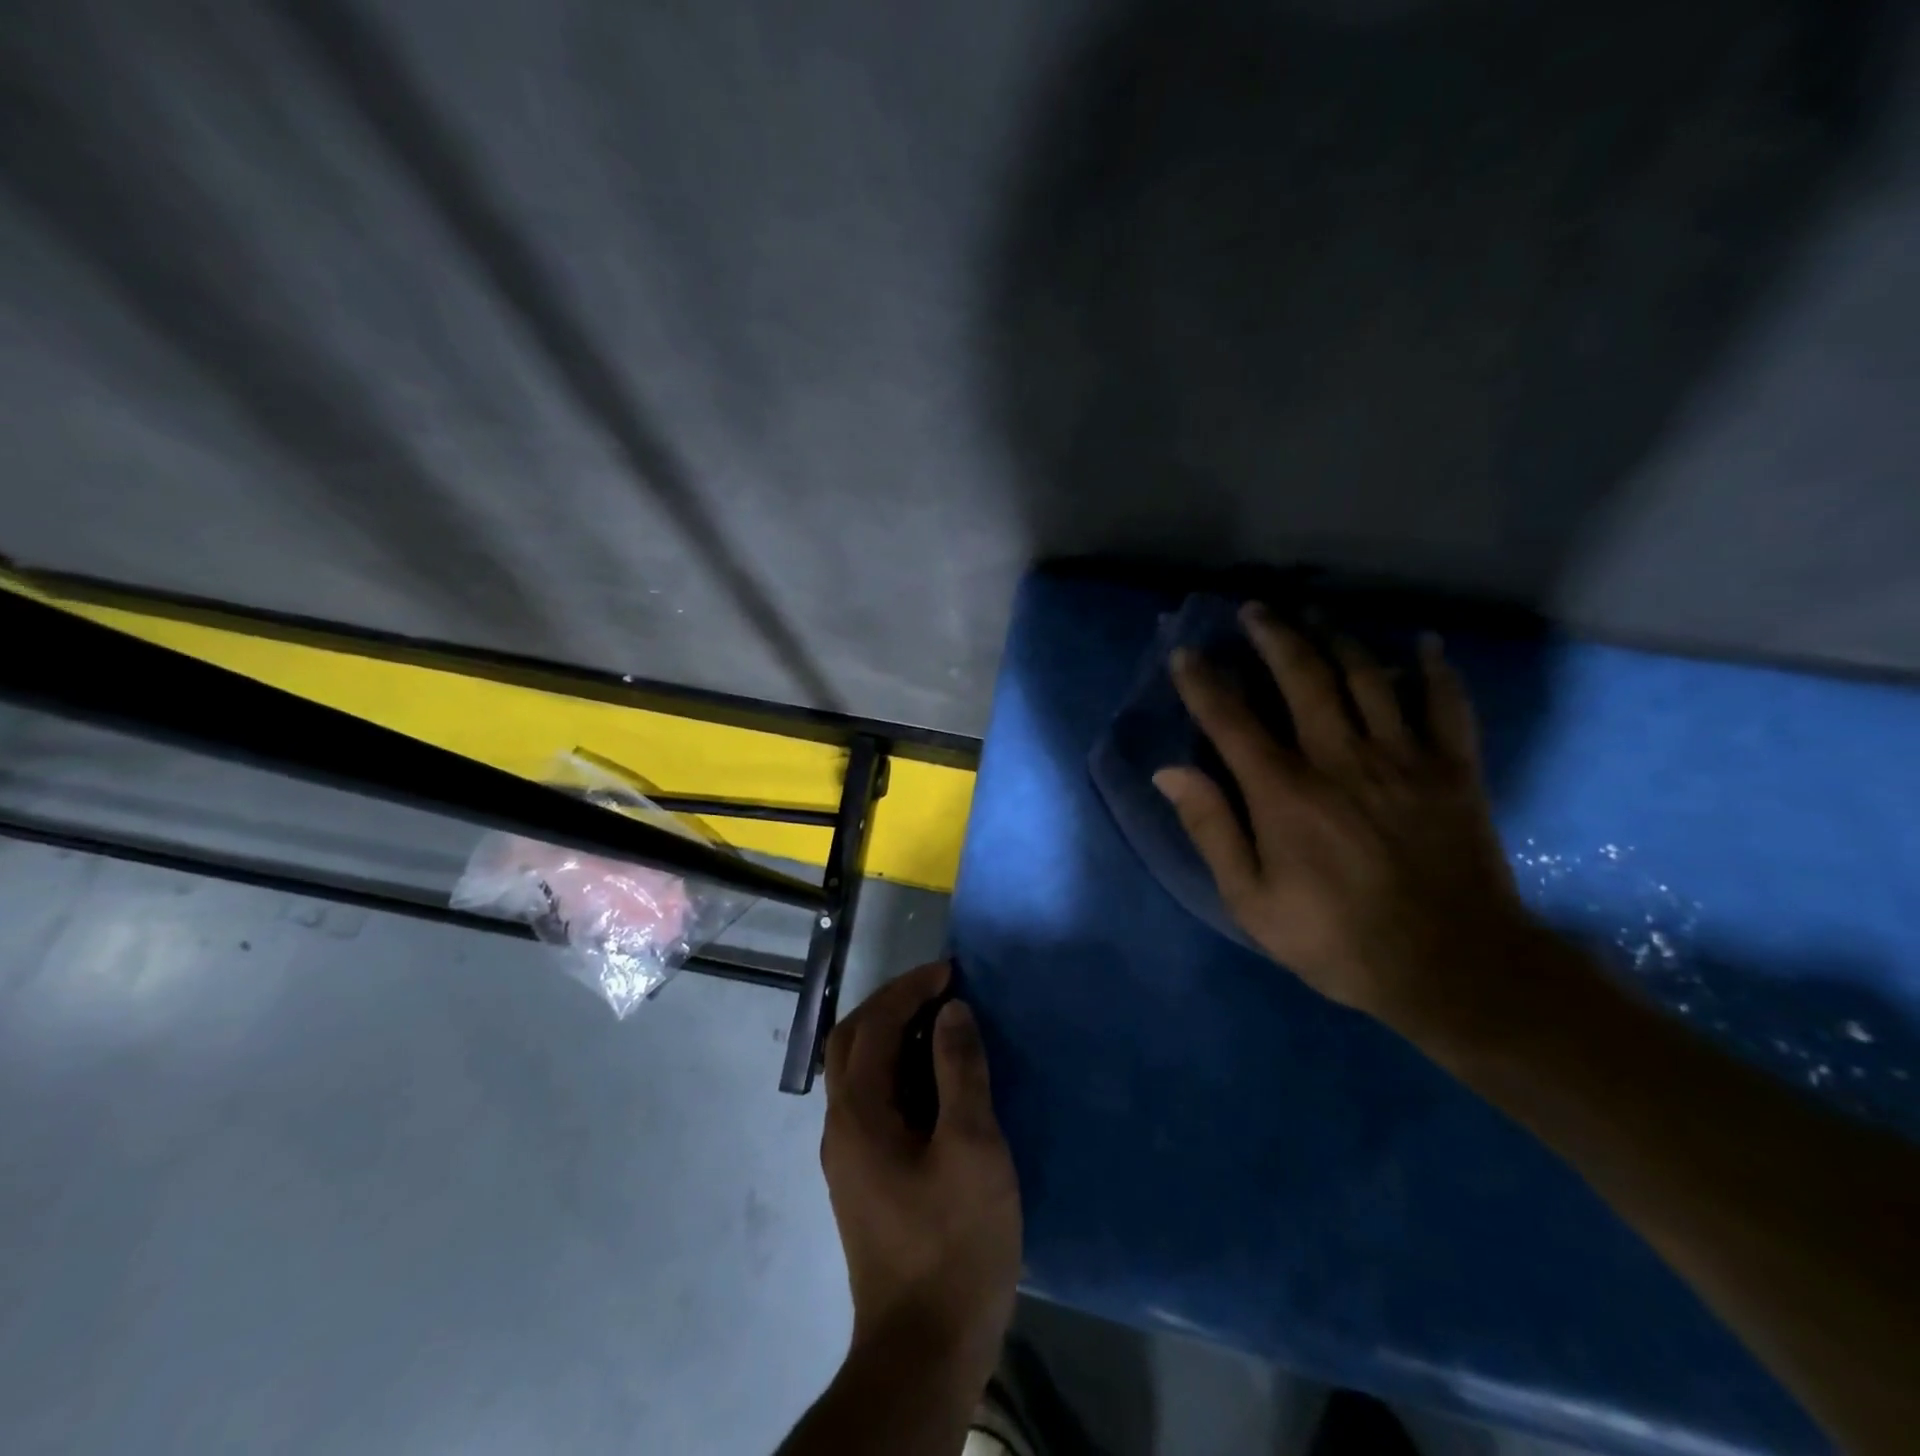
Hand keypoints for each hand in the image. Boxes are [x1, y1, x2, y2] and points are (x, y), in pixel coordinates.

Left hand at [820, 962, 1021, 1386]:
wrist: (923, 1352)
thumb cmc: (953, 1244)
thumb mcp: (971, 1147)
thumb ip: (960, 1071)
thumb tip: (952, 1011)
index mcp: (859, 1113)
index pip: (874, 1025)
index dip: (910, 989)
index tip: (950, 972)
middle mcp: (842, 1126)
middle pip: (852, 1041)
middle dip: (893, 1004)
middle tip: (940, 991)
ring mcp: (849, 1156)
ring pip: (860, 1072)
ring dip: (894, 1036)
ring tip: (943, 1027)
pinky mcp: (865, 1180)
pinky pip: (875, 1101)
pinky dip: (900, 1072)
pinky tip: (937, 1084)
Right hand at [1156, 604, 1533, 1042]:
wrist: (1453, 969)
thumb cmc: (1337, 939)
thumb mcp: (1252, 901)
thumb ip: (1212, 830)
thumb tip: (1170, 772)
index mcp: (1284, 792)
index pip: (1231, 720)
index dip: (1203, 682)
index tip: (1186, 652)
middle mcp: (1340, 759)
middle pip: (1302, 677)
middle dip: (1272, 636)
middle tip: (1254, 609)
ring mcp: (1403, 759)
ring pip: (1367, 677)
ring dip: (1336, 638)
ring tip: (1315, 615)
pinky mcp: (1454, 770)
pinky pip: (1447, 705)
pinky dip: (1435, 670)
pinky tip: (1423, 645)